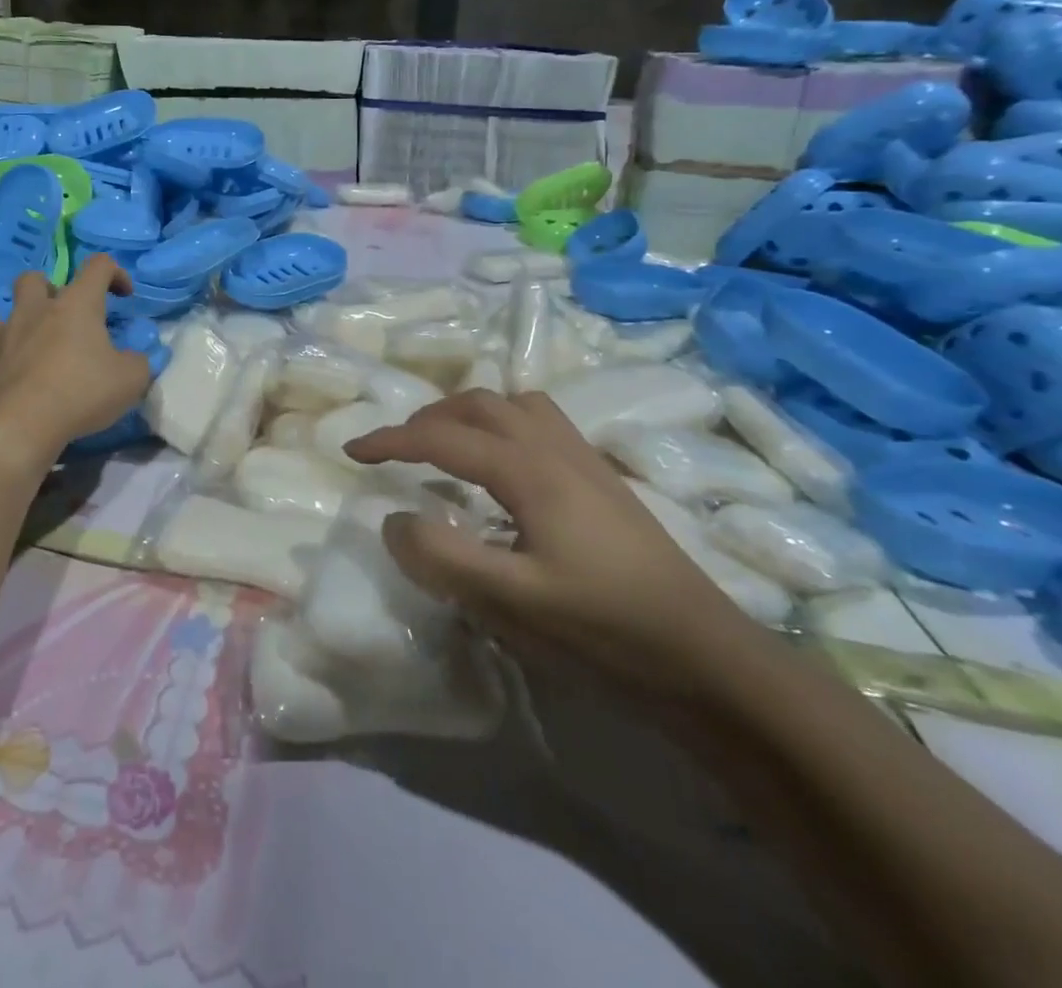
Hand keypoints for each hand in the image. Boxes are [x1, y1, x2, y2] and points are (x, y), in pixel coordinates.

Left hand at [0, 255, 151, 454]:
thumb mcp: (131, 380)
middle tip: (58, 318)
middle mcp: (32, 311)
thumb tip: (134, 359)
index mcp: (76, 306)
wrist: (19, 426)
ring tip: (12, 342)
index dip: (114, 273)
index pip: (98, 266)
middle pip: (31, 279)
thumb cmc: (81, 394)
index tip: (123, 295)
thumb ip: (138, 363)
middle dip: (44, 291)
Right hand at [345, 389, 763, 703]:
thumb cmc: (606, 630)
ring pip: (514, 405)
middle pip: (479, 404)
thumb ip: (443, 558)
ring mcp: (585, 460)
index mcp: (528, 470)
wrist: (709, 658)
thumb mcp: (513, 603)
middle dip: (428, 418)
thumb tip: (393, 519)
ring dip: (469, 414)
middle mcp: (555, 449)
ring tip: (446, 447)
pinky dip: (503, 425)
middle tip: (397, 449)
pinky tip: (503, 469)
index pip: (443, 437)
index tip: (352, 450)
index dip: (391, 440)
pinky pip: (541, 423)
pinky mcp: (603, 479)